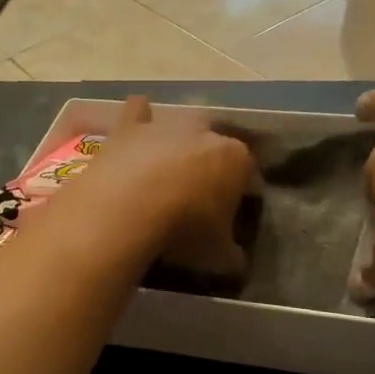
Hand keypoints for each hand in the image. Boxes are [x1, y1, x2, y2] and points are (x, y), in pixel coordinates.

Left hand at [76, 96, 256, 279]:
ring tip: (169, 167)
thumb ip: (232, 255)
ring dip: (178, 141)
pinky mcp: (131, 126)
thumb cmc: (183, 228)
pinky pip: (138, 111)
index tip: (232, 213)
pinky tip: (138, 125)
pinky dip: (140, 116)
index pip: (248, 172)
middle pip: (215, 144)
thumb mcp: (217, 254)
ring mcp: (167, 124)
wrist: (126, 208)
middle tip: (199, 192)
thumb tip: (238, 262)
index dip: (241, 192)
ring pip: (181, 124)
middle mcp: (205, 131)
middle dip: (211, 162)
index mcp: (236, 158)